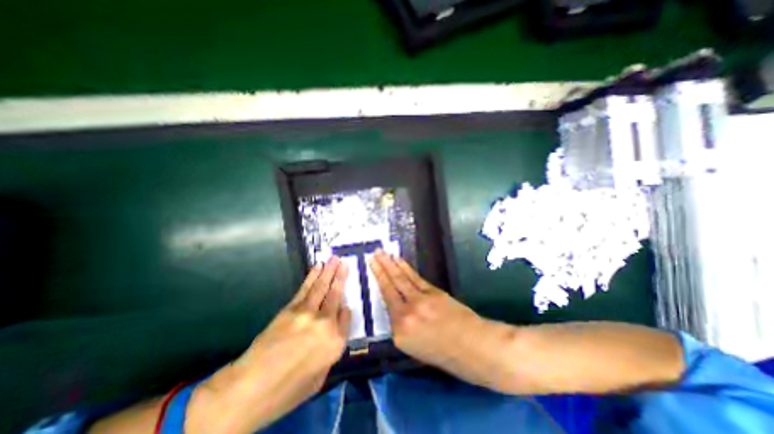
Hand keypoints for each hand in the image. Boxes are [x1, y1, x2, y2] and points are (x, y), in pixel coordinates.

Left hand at [184, 258, 349, 433]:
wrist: (249, 389)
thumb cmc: (288, 390)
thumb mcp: (320, 378)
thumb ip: (332, 350)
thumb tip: (335, 329)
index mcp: (336, 342)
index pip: (346, 316)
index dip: (346, 307)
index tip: (345, 302)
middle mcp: (326, 323)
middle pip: (336, 295)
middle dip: (341, 277)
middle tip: (344, 262)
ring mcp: (308, 313)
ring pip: (322, 287)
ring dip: (329, 271)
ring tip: (335, 259)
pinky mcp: (291, 309)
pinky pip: (306, 289)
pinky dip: (313, 276)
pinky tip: (318, 268)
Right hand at [367, 251, 511, 389]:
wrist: (473, 347)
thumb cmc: (445, 354)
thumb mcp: (415, 348)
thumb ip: (402, 328)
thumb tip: (397, 310)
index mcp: (399, 333)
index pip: (385, 305)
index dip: (378, 284)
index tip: (372, 269)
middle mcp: (405, 315)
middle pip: (389, 287)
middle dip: (380, 269)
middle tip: (372, 255)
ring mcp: (419, 301)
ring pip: (400, 279)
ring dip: (390, 264)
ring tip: (381, 253)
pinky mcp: (432, 292)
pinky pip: (414, 278)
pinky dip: (405, 268)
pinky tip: (398, 260)